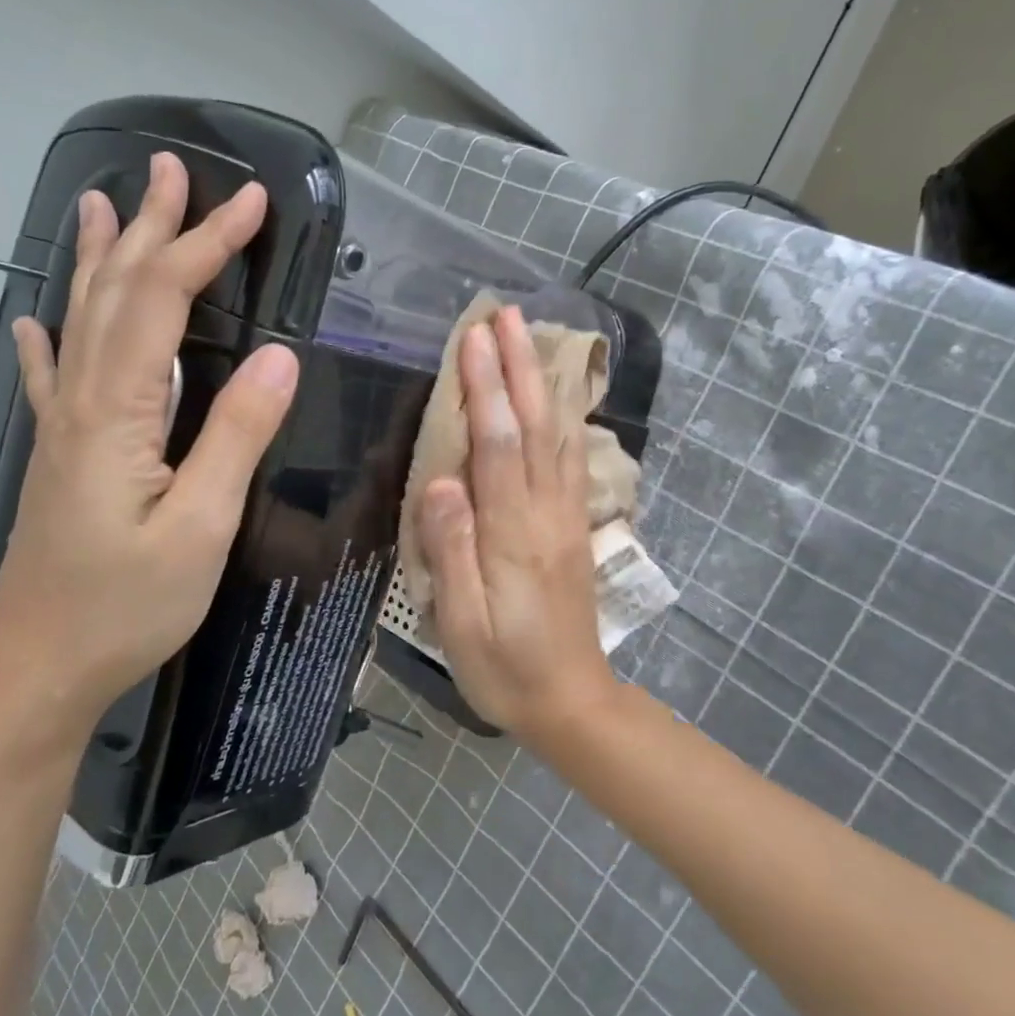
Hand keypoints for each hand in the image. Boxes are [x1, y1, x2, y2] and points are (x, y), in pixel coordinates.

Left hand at [0, 153, 299, 724]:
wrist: (36, 671)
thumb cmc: (124, 605)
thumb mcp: (199, 527)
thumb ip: (236, 437)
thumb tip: (281, 359)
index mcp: (117, 412)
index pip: (164, 303)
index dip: (207, 245)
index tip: (252, 203)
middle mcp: (82, 402)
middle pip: (115, 294)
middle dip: (151, 228)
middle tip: (170, 169)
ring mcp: (63, 428)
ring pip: (81, 322)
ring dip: (98, 259)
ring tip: (102, 204)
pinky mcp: (60, 456)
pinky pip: (52, 377)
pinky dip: (48, 337)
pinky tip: (32, 320)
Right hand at [417, 306, 617, 741]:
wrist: (572, 701)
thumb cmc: (505, 668)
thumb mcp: (463, 624)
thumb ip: (452, 551)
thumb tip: (441, 482)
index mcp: (513, 532)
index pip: (497, 444)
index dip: (485, 388)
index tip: (474, 339)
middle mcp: (545, 512)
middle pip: (533, 425)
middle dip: (519, 365)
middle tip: (507, 314)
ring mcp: (565, 515)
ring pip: (556, 434)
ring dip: (542, 381)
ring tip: (531, 336)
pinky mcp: (573, 525)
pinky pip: (569, 458)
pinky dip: (562, 416)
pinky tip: (555, 396)